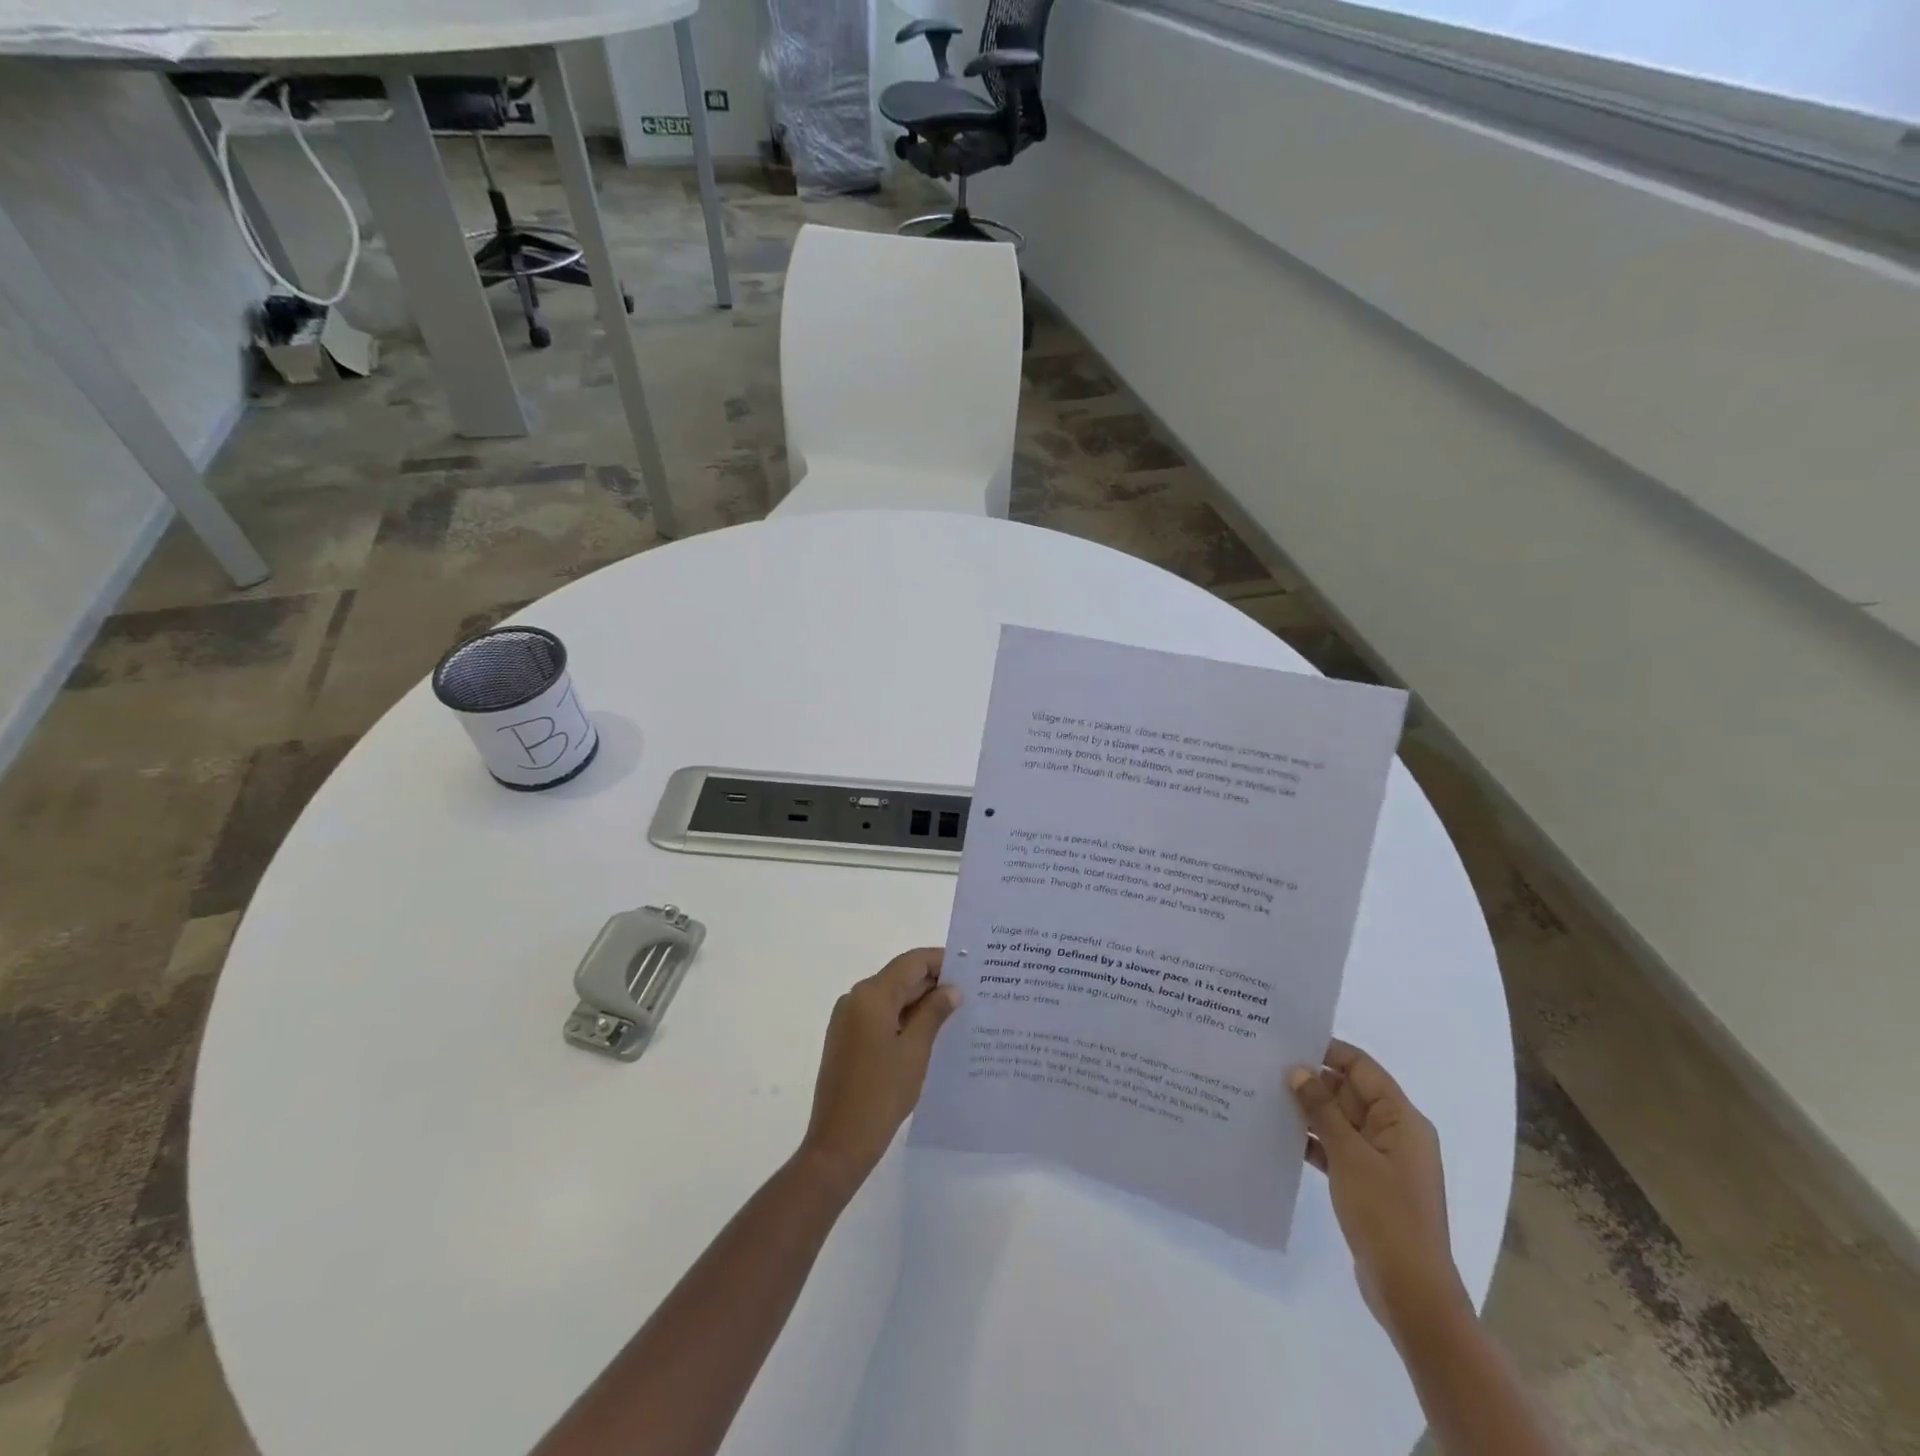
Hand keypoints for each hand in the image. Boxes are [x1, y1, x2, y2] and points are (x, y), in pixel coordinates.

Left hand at [798, 948, 960, 1196]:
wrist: (839, 1143)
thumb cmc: (881, 1093)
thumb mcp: (915, 1050)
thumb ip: (934, 1013)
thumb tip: (952, 989)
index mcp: (871, 995)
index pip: (911, 962)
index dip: (940, 961)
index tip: (970, 968)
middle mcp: (855, 999)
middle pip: (900, 978)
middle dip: (933, 983)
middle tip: (971, 992)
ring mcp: (848, 1020)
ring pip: (891, 998)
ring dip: (920, 1002)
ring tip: (956, 1013)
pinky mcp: (847, 1039)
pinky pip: (880, 1016)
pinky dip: (904, 1018)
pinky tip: (930, 1032)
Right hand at [1290, 1039, 1468, 1340]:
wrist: (1411, 1292)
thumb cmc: (1386, 1214)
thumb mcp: (1349, 1155)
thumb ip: (1322, 1109)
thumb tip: (1297, 1070)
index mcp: (1401, 1120)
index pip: (1362, 1068)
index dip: (1328, 1050)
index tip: (1287, 1039)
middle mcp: (1395, 1133)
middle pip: (1350, 1092)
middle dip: (1312, 1080)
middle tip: (1266, 1064)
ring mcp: (1382, 1160)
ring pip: (1340, 1120)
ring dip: (1309, 1110)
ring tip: (1264, 1093)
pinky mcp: (1368, 1184)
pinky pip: (1337, 1148)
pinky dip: (1313, 1140)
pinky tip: (1279, 1134)